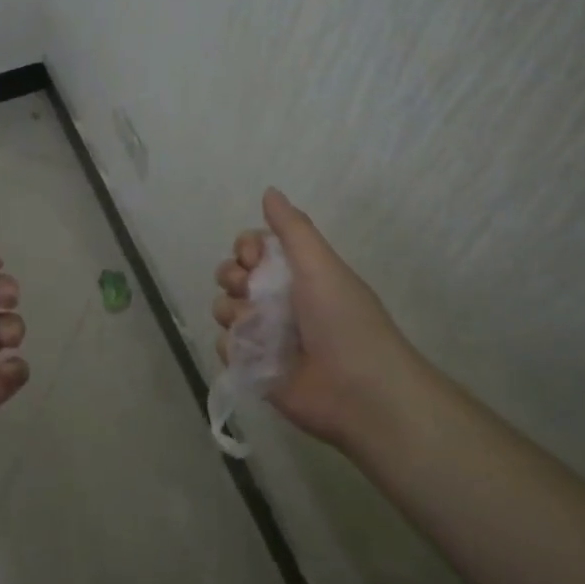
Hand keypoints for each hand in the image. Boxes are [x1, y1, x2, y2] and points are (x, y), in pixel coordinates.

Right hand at [213, 188, 415, 448]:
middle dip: (232, 277)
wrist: (361, 393)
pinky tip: (254, 354)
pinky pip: (224, 346)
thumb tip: (269, 190)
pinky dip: (234, 347)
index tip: (252, 257)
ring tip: (256, 326)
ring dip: (234, 312)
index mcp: (296, 273)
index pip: (251, 248)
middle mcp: (277, 301)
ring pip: (223, 309)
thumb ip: (292, 228)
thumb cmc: (344, 321)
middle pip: (231, 275)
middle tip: (250, 289)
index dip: (245, 248)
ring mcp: (264, 335)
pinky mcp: (253, 368)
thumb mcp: (320, 265)